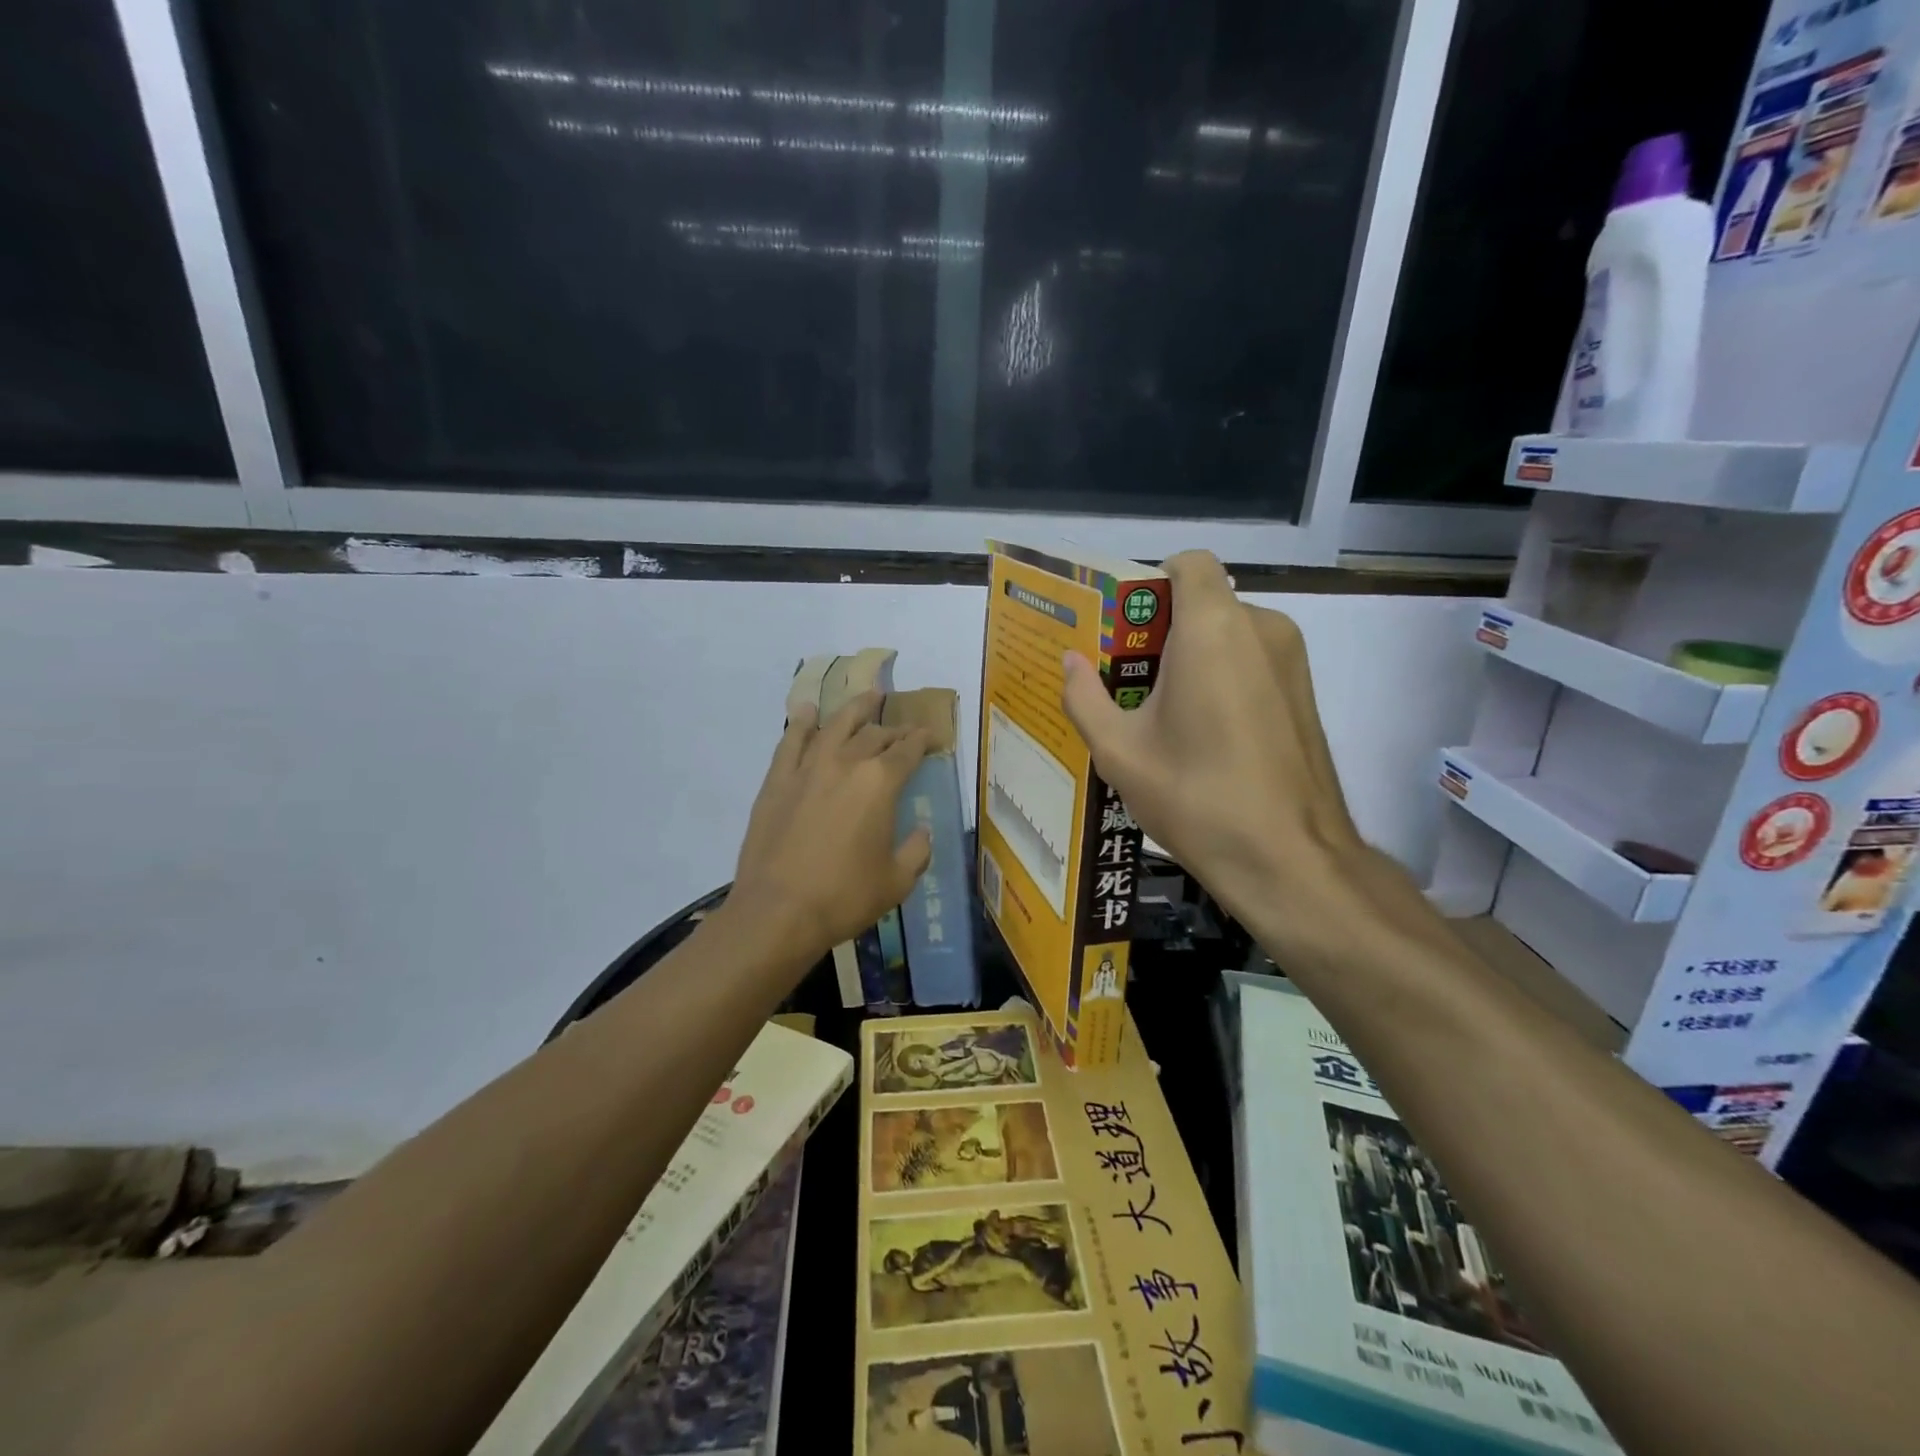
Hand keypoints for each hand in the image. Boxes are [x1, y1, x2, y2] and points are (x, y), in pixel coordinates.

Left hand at [729, 691, 932, 960]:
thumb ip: (917, 850)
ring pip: (835, 725)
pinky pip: (791, 741)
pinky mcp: (777, 780)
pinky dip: (802, 722)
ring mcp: (807, 768)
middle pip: (874, 734)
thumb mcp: (897, 881)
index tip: (931, 736)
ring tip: (868, 696)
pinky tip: (808, 712)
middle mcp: (845, 763)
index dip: (923, 739)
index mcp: (881, 783)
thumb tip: (920, 832)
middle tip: (903, 730)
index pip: (908, 749)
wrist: (777, 912)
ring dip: (855, 708)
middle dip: (894, 729)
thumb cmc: (844, 897)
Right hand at [1060, 551, 1364, 932]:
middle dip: (1163, 630)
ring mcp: (1291, 660)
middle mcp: (1260, 628)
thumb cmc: (1196, 797)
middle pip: (1205, 601)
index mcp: (1212, 628)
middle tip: (1127, 680)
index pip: (1189, 563)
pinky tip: (1202, 734)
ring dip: (1193, 657)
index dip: (1153, 582)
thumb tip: (1070, 662)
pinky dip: (1223, 677)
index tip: (1126, 626)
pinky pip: (1253, 661)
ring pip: (1230, 634)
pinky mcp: (1305, 692)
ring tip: (1161, 714)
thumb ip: (1085, 697)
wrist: (1290, 858)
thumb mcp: (1119, 752)